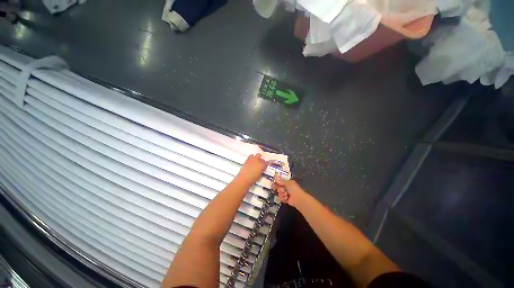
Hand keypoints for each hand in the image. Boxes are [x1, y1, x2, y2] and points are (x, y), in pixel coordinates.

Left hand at [235, 154, 268, 185]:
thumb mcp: (260, 175)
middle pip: (262, 158)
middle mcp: (258, 161)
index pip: (267, 162)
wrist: (244, 178)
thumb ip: (262, 170)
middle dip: (261, 159)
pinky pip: (251, 156)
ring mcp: (253, 159)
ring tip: (256, 159)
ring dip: (257, 157)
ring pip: (256, 155)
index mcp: (262, 165)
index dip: (267, 163)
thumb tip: (261, 169)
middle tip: (261, 162)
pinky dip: (252, 157)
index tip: (266, 164)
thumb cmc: (253, 178)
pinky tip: (251, 160)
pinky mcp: (248, 159)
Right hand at [272, 173, 305, 207]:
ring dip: (282, 194)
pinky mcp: (285, 199)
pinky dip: (283, 198)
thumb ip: (281, 181)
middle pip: (278, 188)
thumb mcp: (287, 183)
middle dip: (280, 189)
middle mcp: (286, 187)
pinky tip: (287, 198)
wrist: (298, 198)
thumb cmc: (294, 189)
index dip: (276, 183)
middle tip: (283, 190)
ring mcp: (285, 193)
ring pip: (279, 193)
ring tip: (286, 194)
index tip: (274, 184)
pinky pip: (281, 198)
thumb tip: (275, 177)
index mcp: (287, 182)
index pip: (279, 182)